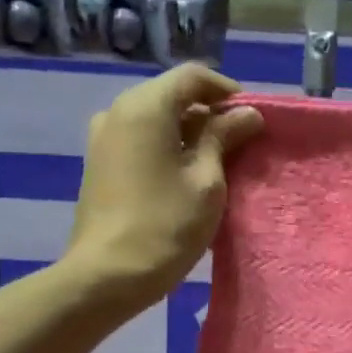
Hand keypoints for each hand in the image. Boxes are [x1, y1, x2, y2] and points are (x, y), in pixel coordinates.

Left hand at [65, 64, 264, 311]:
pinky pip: (140, 139)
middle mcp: (118, 110)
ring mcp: (103, 137)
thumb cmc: (165, 225)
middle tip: (240, 144)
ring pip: (156, 118)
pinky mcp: (99, 163)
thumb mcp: (206, 181)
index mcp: (145, 106)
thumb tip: (246, 114)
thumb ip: (224, 138)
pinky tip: (185, 176)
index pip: (193, 76)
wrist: (107, 276)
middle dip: (208, 113)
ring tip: (216, 163)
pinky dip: (166, 147)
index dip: (227, 92)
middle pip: (172, 94)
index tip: (252, 121)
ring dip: (188, 132)